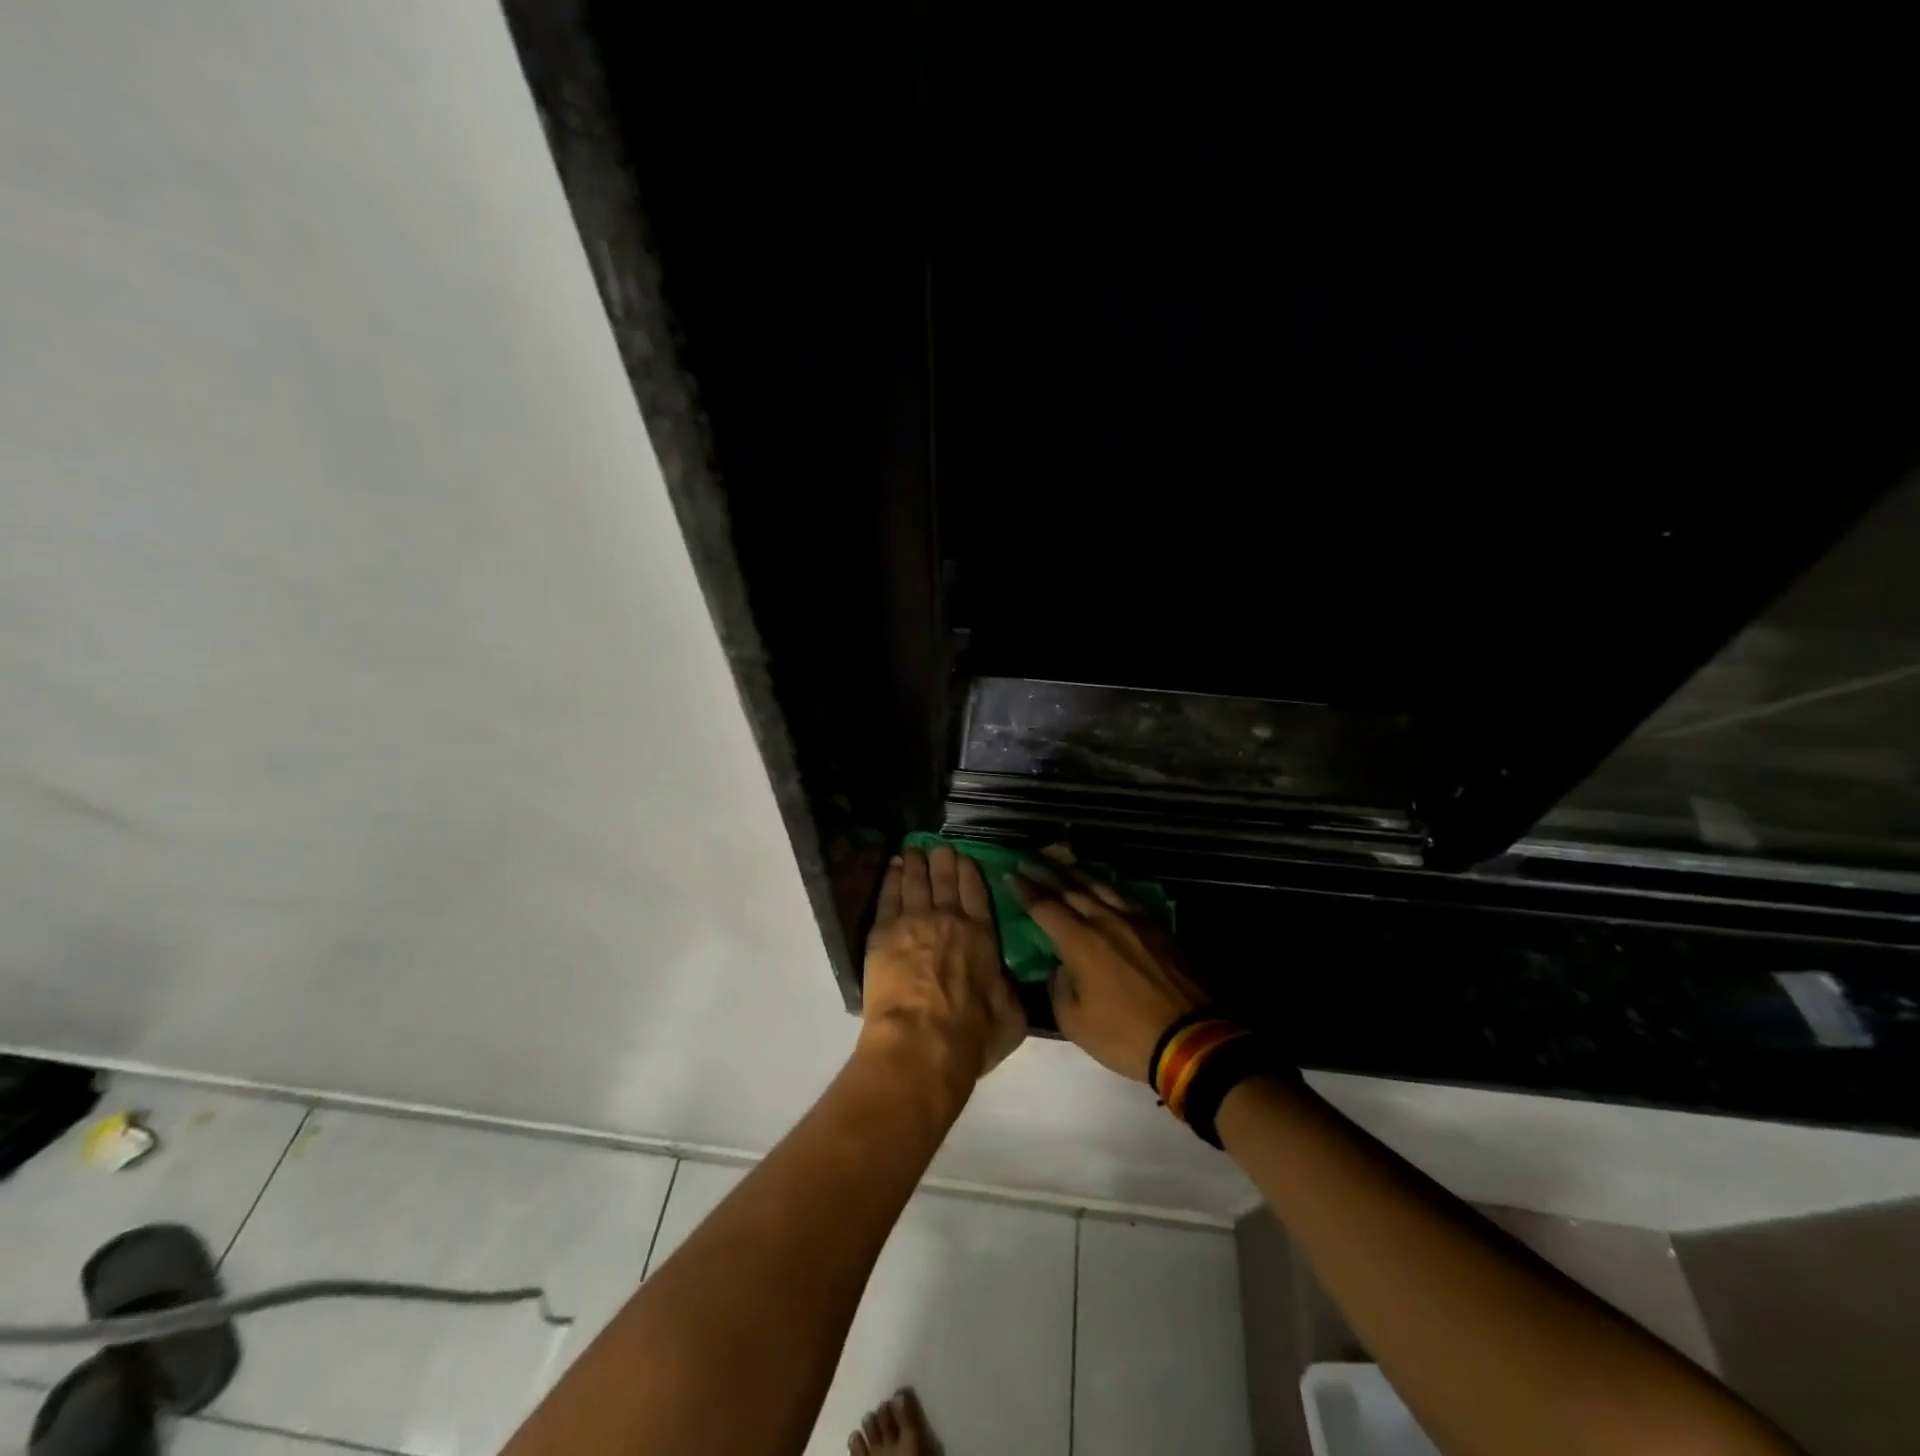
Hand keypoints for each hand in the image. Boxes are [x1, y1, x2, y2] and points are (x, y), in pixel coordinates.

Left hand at [861, 846, 1027, 1092]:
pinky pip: (888, 896)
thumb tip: (1006, 984)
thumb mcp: (1011, 1018)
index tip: (966, 858)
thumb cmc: (971, 1036)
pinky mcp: (883, 933)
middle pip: (945, 880)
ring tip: (914, 849)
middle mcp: (949, 919)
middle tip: (940, 846)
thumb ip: (1009, 992)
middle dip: (943, 859)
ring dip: (917, 863)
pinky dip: (892, 879)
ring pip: (916, 882)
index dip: (970, 873)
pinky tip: (893, 868)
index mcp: (982, 935)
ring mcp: (913, 921)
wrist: (921, 1044)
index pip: (977, 893)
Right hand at [1014, 864, 1208, 1082]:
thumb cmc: (1125, 1035)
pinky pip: (1126, 896)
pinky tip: (1104, 884)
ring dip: (1077, 873)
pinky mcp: (1158, 928)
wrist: (1189, 1039)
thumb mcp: (1075, 1023)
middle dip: (1046, 873)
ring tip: (1062, 862)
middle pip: (1070, 889)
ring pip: (1100, 887)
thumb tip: (1060, 968)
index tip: (1011, 875)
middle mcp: (1105, 921)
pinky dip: (1107, 885)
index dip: (1025, 890)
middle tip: (1029, 860)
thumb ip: (1058, 989)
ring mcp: (1135, 921)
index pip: (1045, 907)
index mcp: (1080, 942)